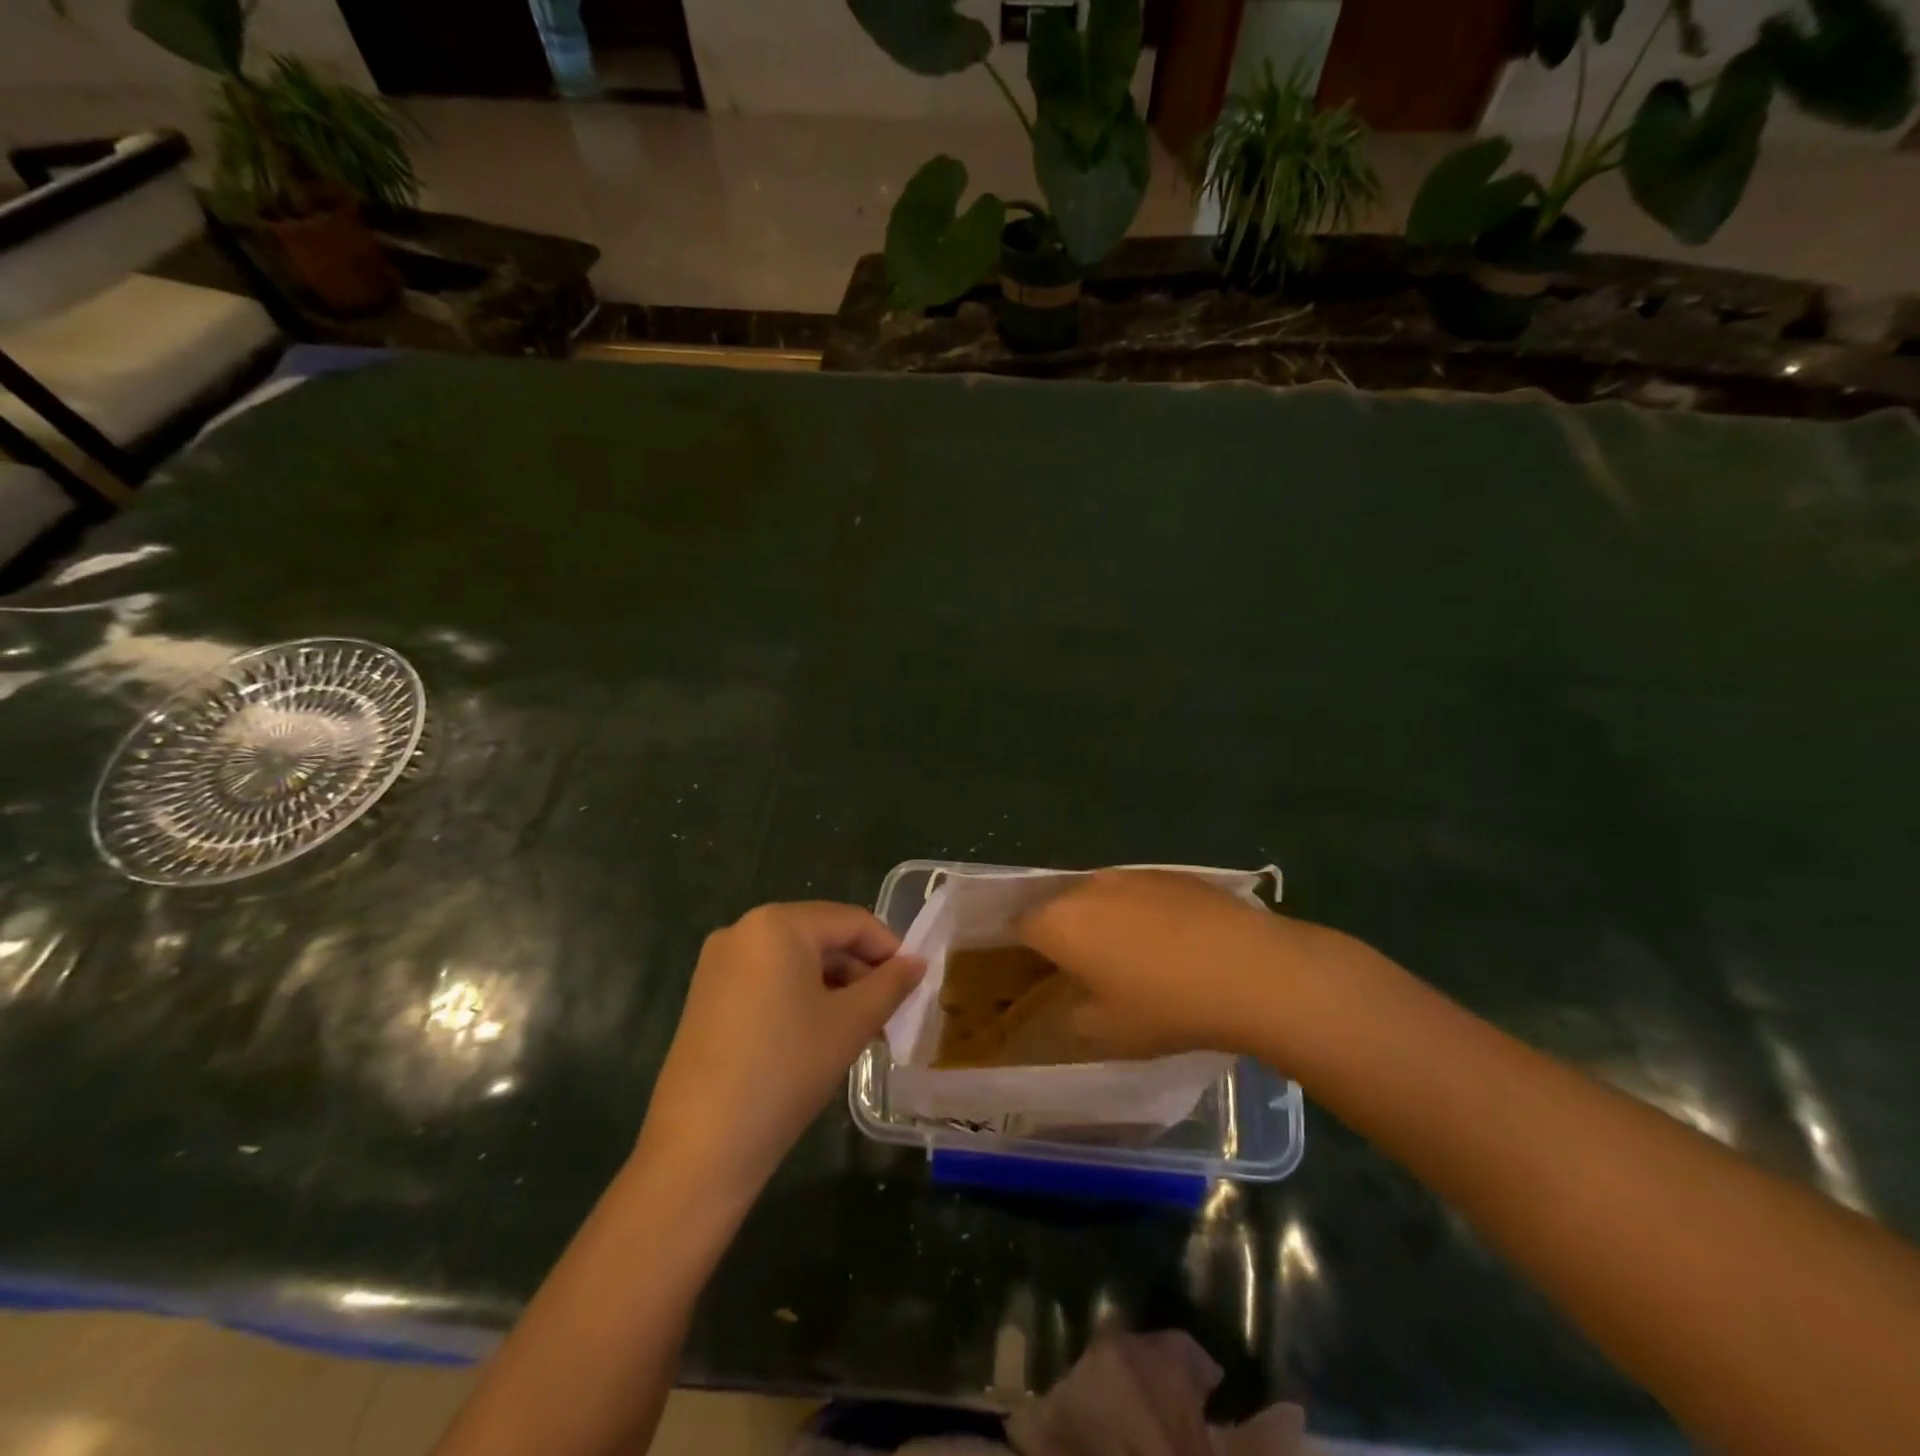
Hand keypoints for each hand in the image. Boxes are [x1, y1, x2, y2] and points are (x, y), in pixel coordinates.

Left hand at [637, 902, 923, 1200]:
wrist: (701, 1147)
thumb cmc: (785, 1070)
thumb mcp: (850, 1024)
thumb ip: (890, 985)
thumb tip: (917, 963)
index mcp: (777, 924)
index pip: (851, 921)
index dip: (890, 948)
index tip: (915, 982)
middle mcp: (742, 930)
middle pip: (820, 937)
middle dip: (861, 970)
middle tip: (891, 1009)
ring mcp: (719, 964)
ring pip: (795, 961)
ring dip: (834, 986)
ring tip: (863, 1027)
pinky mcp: (707, 996)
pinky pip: (768, 980)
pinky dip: (801, 997)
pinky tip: (821, 1033)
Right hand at [1016, 869, 1310, 1057]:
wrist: (1249, 970)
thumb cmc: (1165, 1006)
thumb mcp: (1108, 1032)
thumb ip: (1073, 1017)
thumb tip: (1073, 1003)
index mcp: (1059, 922)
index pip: (1021, 924)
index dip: (1024, 947)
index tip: (1039, 971)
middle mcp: (1087, 887)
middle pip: (1059, 904)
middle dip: (1064, 931)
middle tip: (1083, 967)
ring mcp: (1131, 874)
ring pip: (1100, 895)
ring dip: (1103, 919)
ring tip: (1130, 956)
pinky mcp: (1171, 873)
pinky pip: (1138, 892)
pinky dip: (1141, 912)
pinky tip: (1171, 942)